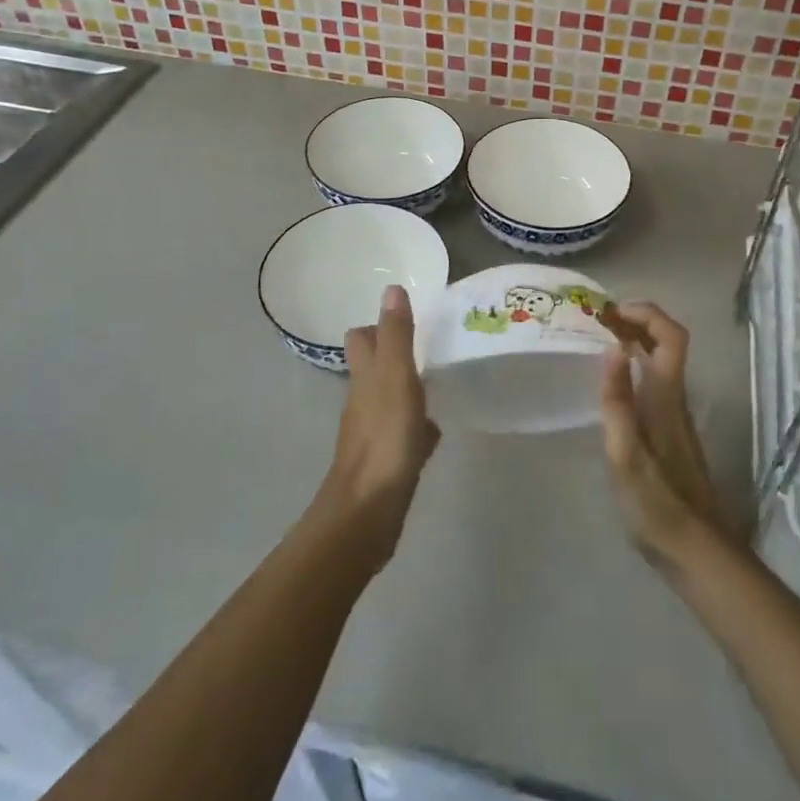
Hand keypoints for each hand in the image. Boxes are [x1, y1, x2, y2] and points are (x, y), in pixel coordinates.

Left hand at [316, 284, 439, 570]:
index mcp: (364, 377)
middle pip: (373, 368)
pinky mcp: (386, 462)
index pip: (361, 338)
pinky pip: (402, 435)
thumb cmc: (384, 438)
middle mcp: (363, 401)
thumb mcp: (396, 378)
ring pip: (389, 400)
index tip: (406, 318)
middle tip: (428, 346)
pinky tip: (436, 430)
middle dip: (394, 355)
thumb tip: (391, 288)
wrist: (368, 512)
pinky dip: (416, 427)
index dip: (376, 325)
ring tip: (437, 380)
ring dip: (407, 389)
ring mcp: (373, 433)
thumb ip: (397, 335)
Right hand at [598, 303, 738, 570]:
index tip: (609, 311)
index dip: (646, 313)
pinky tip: (609, 380)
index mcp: (666, 397)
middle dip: (634, 320)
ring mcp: (672, 414)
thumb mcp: (626, 456)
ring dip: (632, 340)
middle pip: (665, 341)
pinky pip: (652, 380)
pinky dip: (631, 365)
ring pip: (659, 360)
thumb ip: (618, 401)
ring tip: (595, 340)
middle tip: (595, 320)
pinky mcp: (667, 430)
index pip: (670, 336)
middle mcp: (673, 397)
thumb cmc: (657, 504)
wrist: (695, 551)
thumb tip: (613, 348)